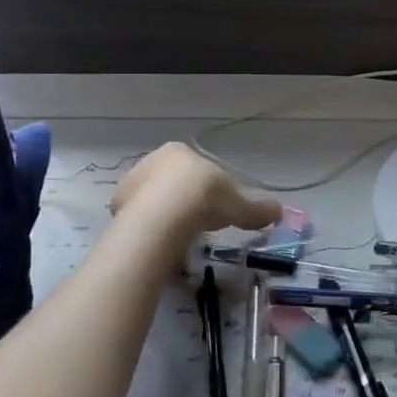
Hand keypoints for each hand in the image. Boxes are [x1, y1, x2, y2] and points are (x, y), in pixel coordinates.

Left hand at [110, 143, 281, 235]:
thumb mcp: (239, 203)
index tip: (219, 210)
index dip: (210, 189)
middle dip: (186, 202)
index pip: (196, 169)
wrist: (164, 215)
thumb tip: (280, 211)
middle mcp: (149, 161)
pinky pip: (142, 220)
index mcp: (177, 151)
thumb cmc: (204, 197)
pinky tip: (164, 245)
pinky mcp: (117, 211)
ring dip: (168, 217)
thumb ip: (257, 208)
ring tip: (183, 238)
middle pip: (172, 183)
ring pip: (154, 201)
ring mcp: (129, 185)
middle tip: (201, 225)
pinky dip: (153, 231)